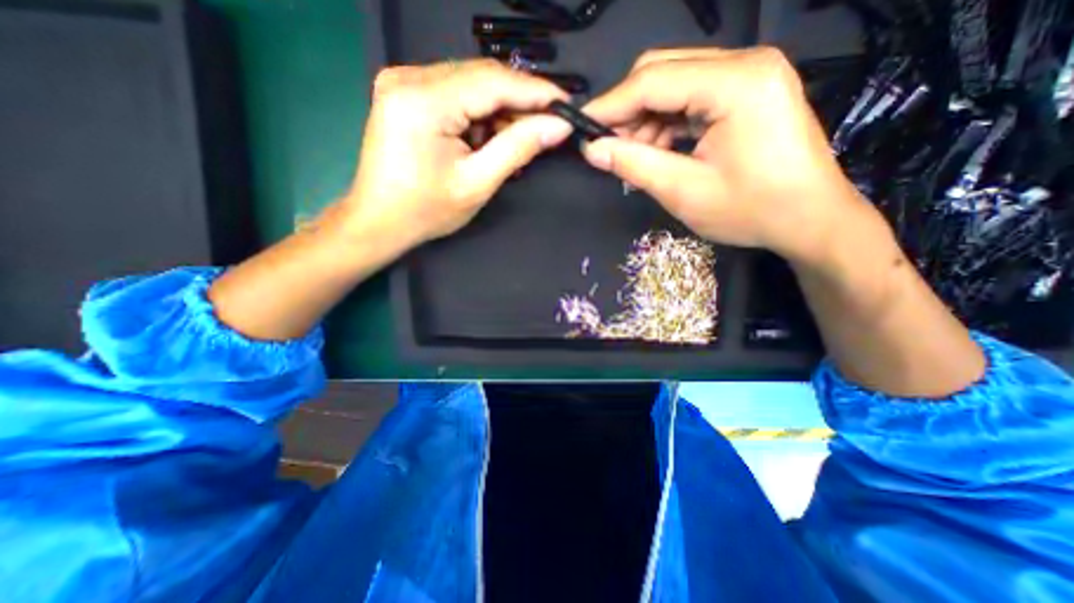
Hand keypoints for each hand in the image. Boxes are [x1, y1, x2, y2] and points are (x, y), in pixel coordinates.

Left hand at [339, 56, 573, 249]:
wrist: (379, 221)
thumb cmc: (427, 211)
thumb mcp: (478, 183)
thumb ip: (518, 148)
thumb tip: (557, 125)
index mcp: (424, 100)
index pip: (493, 82)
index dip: (536, 91)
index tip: (567, 106)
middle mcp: (409, 77)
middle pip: (482, 77)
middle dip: (519, 103)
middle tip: (547, 128)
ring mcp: (403, 81)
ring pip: (470, 84)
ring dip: (499, 111)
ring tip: (516, 142)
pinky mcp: (405, 93)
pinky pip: (455, 93)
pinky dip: (479, 114)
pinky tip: (488, 139)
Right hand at [579, 47, 871, 264]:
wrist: (810, 219)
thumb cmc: (751, 210)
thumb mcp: (683, 191)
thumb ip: (634, 164)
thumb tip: (591, 149)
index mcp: (736, 83)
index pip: (653, 80)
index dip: (610, 105)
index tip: (580, 127)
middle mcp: (745, 64)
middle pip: (663, 71)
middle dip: (628, 111)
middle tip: (610, 148)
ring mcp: (749, 75)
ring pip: (674, 84)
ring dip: (647, 120)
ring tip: (639, 157)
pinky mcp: (748, 92)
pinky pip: (691, 98)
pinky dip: (667, 124)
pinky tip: (662, 151)